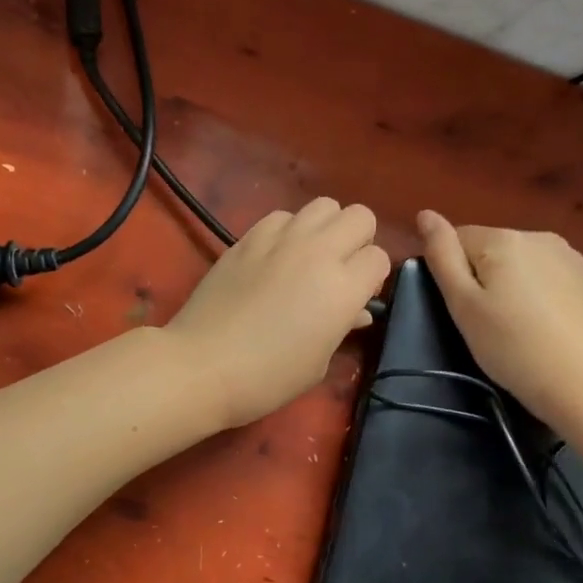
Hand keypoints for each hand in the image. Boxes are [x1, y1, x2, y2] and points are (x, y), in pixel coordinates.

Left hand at [168, 198, 389, 428]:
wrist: (203, 364)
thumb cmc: (269, 376)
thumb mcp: (319, 362)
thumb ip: (343, 326)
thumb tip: (355, 311)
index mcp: (343, 287)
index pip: (379, 258)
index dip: (373, 277)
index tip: (359, 296)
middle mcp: (318, 252)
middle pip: (360, 216)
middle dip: (359, 239)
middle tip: (342, 268)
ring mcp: (281, 239)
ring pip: (323, 205)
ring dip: (326, 227)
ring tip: (310, 255)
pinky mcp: (249, 237)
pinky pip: (282, 216)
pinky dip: (288, 229)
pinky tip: (276, 255)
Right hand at [417, 210, 582, 425]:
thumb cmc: (511, 346)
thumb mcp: (463, 304)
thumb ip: (441, 254)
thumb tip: (425, 214)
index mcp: (502, 239)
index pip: (457, 240)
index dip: (453, 275)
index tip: (465, 309)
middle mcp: (537, 235)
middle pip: (490, 249)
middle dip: (483, 277)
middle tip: (489, 322)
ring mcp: (569, 255)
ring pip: (520, 261)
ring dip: (512, 282)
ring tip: (518, 324)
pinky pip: (547, 273)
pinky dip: (539, 291)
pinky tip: (545, 323)